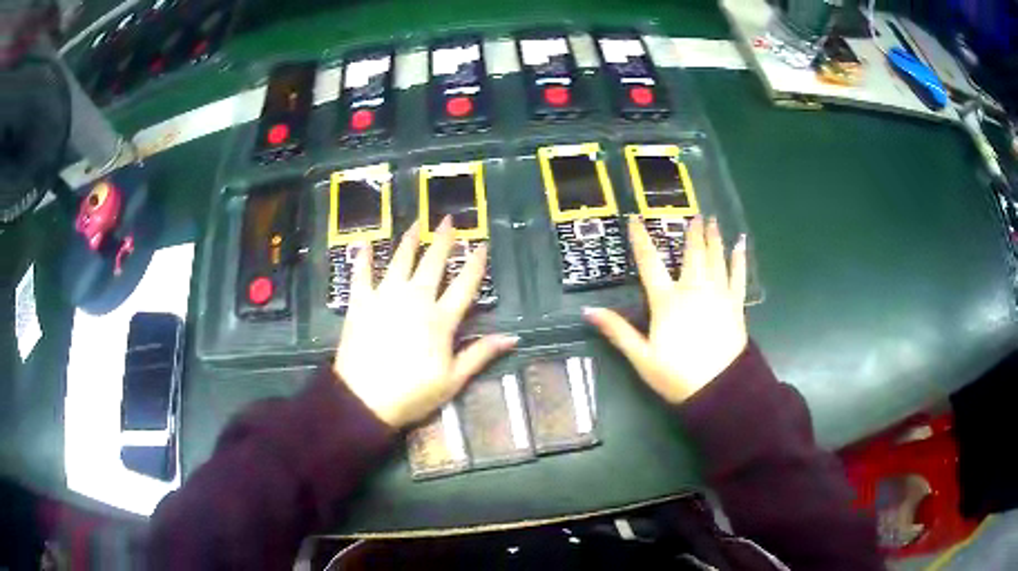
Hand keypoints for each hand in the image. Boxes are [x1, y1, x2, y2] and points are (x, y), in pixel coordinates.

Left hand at [334, 217, 517, 427]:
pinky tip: (366, 243)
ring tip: (416, 223)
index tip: (482, 244)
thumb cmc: (412, 393)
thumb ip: (480, 354)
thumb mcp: (453, 380)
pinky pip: (361, 274)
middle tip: (449, 220)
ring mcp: (385, 297)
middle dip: (443, 240)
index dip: (475, 264)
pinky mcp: (361, 302)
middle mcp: (415, 299)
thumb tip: (513, 337)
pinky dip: (364, 258)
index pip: (464, 285)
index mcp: (440, 319)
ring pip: (401, 260)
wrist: (364, 399)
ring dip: (410, 240)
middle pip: (433, 263)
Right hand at [585, 216, 747, 403]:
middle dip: (691, 233)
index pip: (649, 263)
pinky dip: (738, 258)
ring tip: (712, 220)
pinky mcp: (735, 304)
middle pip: (691, 254)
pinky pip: (737, 275)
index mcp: (667, 301)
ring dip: (713, 238)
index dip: (640, 239)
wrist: (719, 388)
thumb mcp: (642, 357)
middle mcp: (693, 289)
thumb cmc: (677, 375)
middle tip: (694, 214)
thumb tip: (589, 311)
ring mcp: (717, 294)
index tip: (635, 219)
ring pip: (714, 258)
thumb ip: (617, 331)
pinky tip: (740, 244)